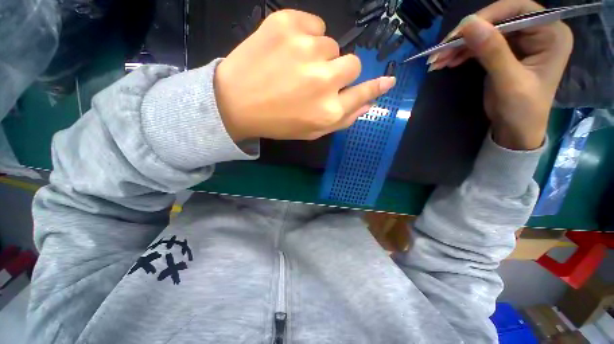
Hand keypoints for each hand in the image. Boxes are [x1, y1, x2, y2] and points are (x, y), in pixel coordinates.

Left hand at [214, 10, 395, 141]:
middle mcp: (323, 80)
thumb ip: (342, 120)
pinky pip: (314, 24)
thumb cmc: (277, 123)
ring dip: (319, 57)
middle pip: (352, 64)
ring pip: (331, 45)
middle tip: (317, 79)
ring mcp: (306, 49)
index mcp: (328, 110)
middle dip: (339, 72)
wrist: (235, 103)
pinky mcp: (287, 24)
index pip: (363, 93)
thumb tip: (368, 105)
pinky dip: (306, 35)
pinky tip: (288, 50)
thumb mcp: (312, 131)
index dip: (376, 87)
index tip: (387, 81)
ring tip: (295, 68)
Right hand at [428, 0, 572, 149]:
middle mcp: (538, 31)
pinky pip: (480, 44)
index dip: (489, 17)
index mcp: (551, 34)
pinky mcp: (505, 51)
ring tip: (437, 60)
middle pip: (499, 20)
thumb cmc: (522, 110)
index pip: (519, 10)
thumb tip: (468, 24)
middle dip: (468, 34)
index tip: (459, 33)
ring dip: (459, 45)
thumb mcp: (509, 82)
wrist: (516, 130)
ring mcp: (520, 41)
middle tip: (440, 51)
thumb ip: (492, 51)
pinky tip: (447, 61)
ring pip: (485, 32)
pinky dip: (462, 52)